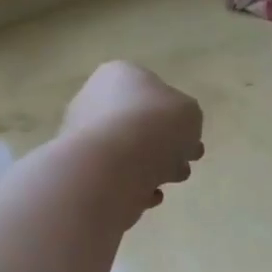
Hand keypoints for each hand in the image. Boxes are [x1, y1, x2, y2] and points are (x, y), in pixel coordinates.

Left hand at [60, 62, 204, 212]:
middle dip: (166, 145)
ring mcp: (82, 137)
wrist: (112, 167)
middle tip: (186, 161)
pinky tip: (148, 195)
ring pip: (129, 152)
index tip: (191, 137)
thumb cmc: (154, 126)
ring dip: (154, 167)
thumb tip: (175, 134)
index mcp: (118, 76)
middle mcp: (93, 100)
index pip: (152, 91)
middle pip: (139, 124)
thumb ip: (187, 119)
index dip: (176, 116)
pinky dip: (134, 186)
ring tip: (170, 180)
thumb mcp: (190, 113)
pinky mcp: (80, 171)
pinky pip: (116, 178)